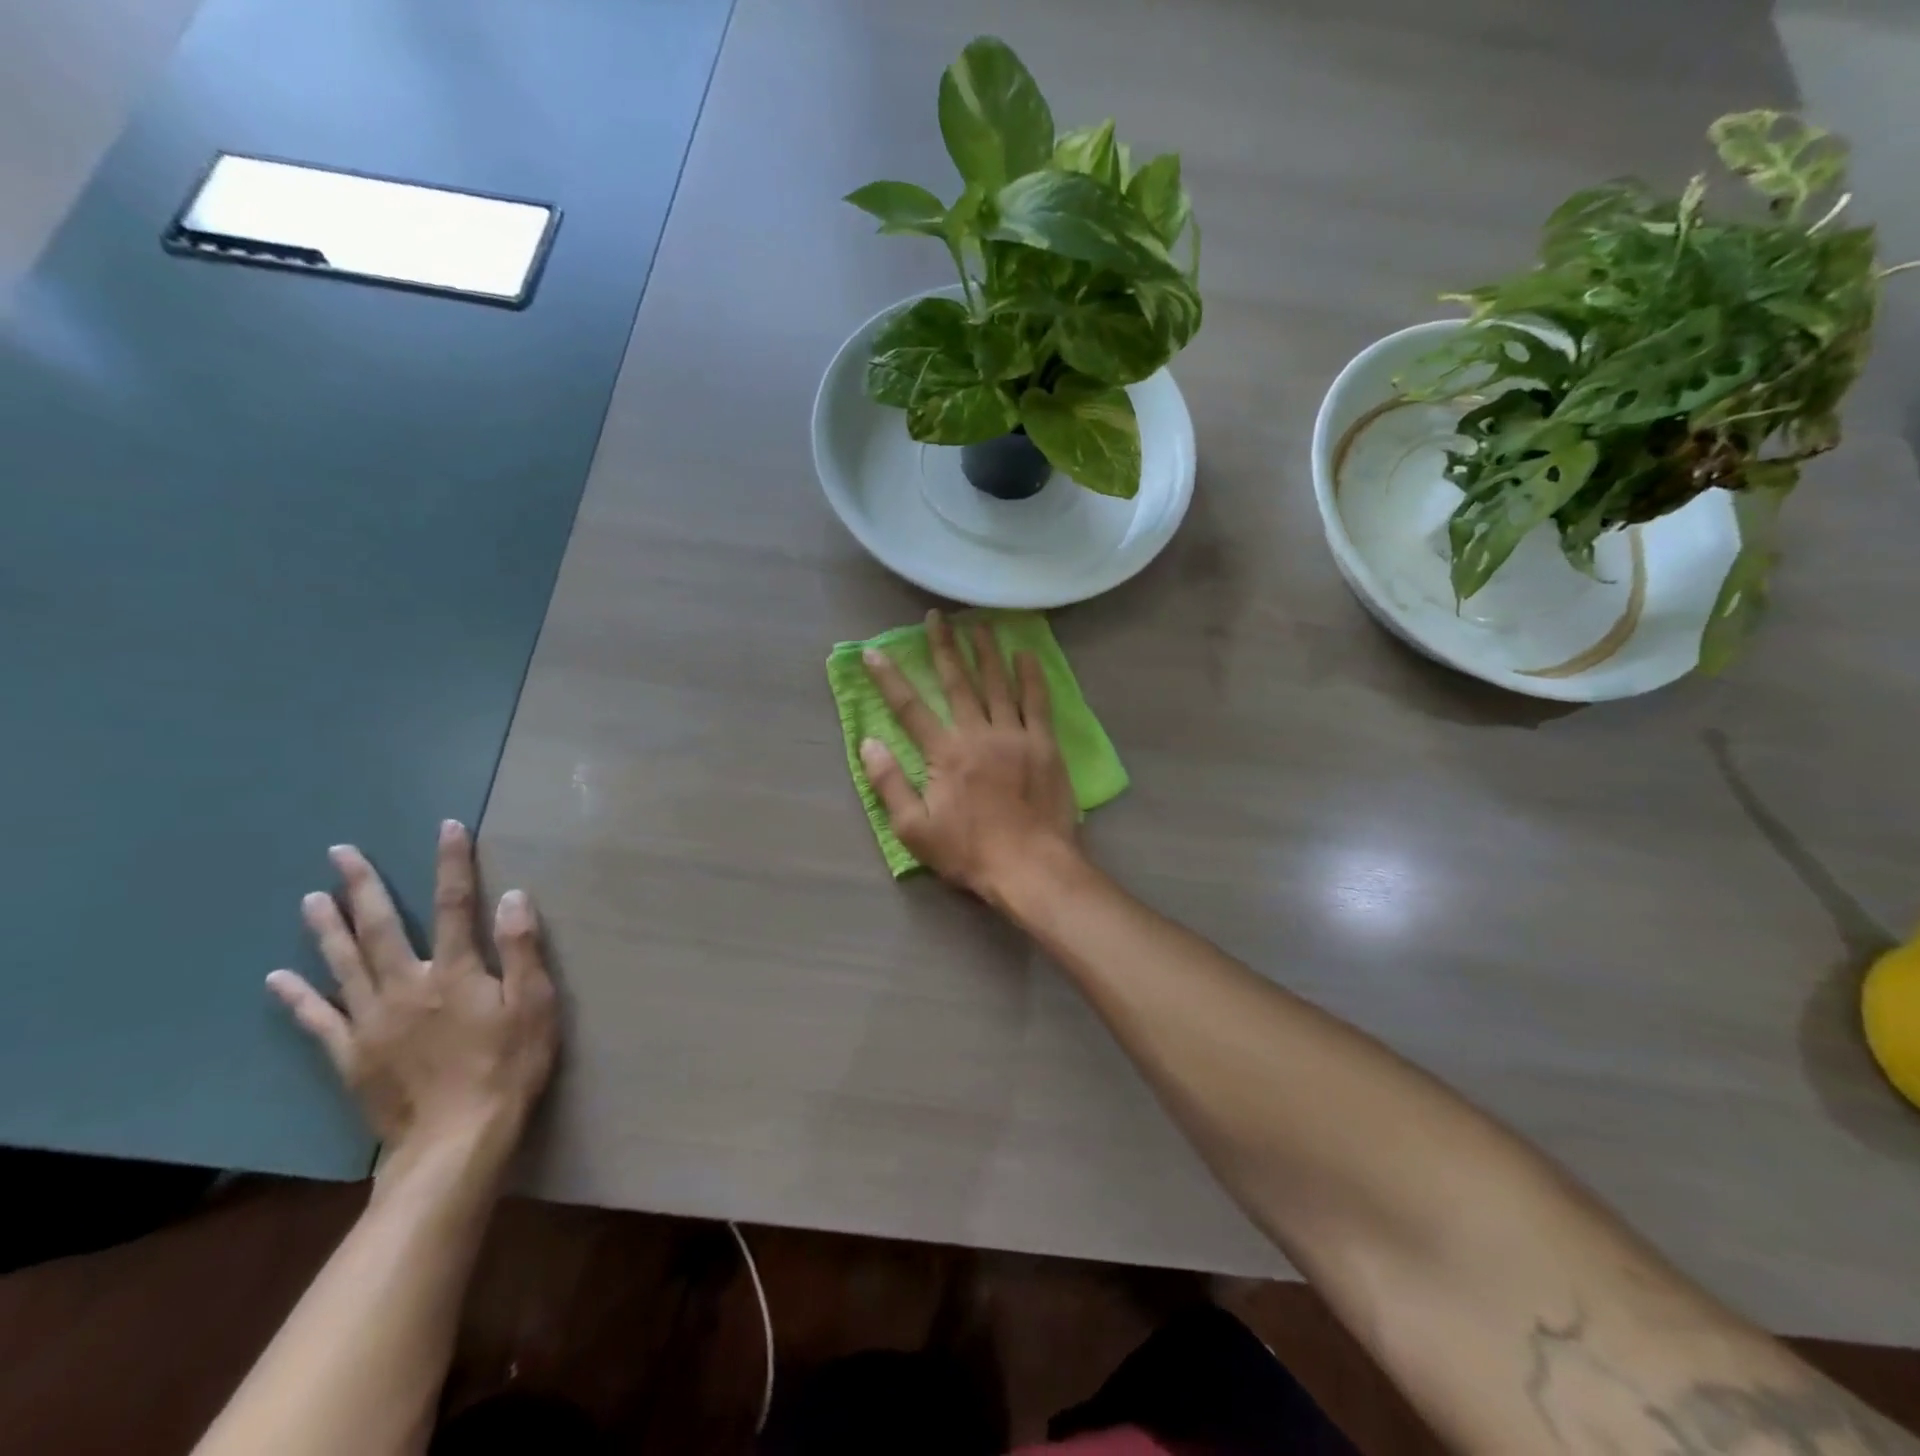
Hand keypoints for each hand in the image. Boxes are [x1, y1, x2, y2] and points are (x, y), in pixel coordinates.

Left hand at [267, 821, 558, 1172]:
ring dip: (328, 928)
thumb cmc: (509, 1065)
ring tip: (311, 898)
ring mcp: (372, 1020)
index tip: (447, 827)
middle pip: (384, 927)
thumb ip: (523, 948)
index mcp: (456, 971)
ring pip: (344, 964)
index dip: (453, 863)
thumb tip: (512, 895)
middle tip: (341, 853)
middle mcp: (408, 985)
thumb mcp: (534, 1003)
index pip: (457, 903)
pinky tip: (277, 979)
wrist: (458, 1139)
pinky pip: (318, 1019)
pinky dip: (297, 998)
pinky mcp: (351, 1055)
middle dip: (365, 886)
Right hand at [861, 610, 1081, 905]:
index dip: (889, 678)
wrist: (1031, 866)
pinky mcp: (1044, 745)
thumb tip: (868, 743)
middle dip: (943, 647)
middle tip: (937, 617)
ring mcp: (1015, 736)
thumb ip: (889, 783)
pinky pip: (1037, 702)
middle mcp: (978, 733)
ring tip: (978, 625)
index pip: (910, 708)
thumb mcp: (914, 829)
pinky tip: (1025, 655)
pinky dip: (1030, 676)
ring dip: (986, 652)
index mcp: (945, 753)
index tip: (874, 652)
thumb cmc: (969, 852)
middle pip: (957, 682)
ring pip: (998, 683)